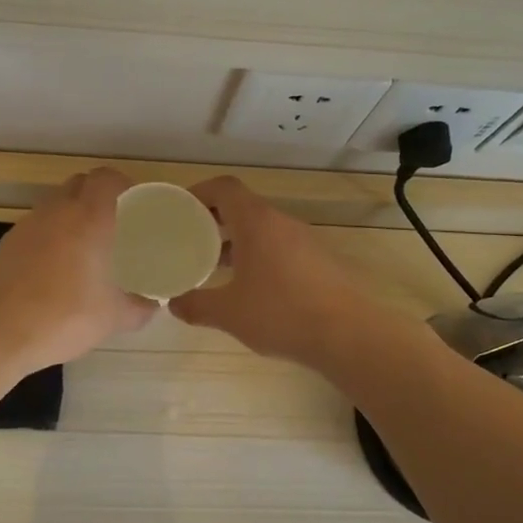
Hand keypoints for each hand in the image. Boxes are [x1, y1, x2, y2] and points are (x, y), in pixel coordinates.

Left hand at [0, 167, 156, 375]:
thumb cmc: (61, 318)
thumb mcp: (111, 318)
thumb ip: (138, 309)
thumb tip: (152, 306)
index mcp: (87, 218)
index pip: (105, 178)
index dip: (122, 183)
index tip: (135, 203)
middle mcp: (55, 212)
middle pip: (79, 184)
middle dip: (97, 195)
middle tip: (115, 223)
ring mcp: (25, 226)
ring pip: (54, 205)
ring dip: (71, 215)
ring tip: (86, 246)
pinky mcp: (5, 244)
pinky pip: (36, 227)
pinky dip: (50, 236)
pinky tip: (56, 268)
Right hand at [169, 177, 372, 367]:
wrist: (348, 334)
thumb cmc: (281, 314)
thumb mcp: (228, 313)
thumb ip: (196, 305)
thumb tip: (174, 304)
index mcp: (256, 222)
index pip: (224, 188)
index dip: (199, 192)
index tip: (180, 210)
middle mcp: (281, 222)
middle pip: (243, 207)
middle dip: (214, 220)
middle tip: (191, 240)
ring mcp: (304, 240)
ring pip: (263, 229)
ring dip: (237, 240)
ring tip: (216, 266)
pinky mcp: (319, 260)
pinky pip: (280, 247)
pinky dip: (259, 256)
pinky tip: (252, 287)